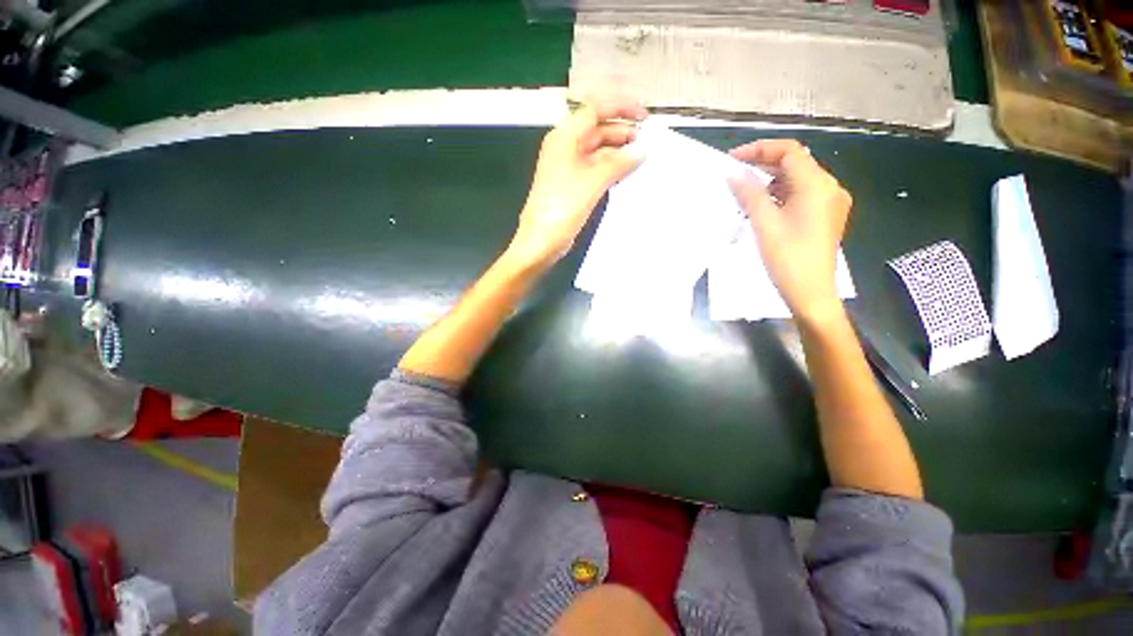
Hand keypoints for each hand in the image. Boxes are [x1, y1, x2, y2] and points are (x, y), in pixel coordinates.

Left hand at [506, 98, 646, 270]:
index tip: (644, 117)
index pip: (595, 110)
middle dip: (622, 132)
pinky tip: (628, 173)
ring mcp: (569, 168)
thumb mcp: (593, 181)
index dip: (620, 108)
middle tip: (648, 142)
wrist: (542, 240)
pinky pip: (595, 170)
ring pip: (598, 152)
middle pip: (597, 130)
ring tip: (643, 157)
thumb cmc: (563, 207)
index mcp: (564, 137)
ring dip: (619, 152)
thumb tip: (642, 149)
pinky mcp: (573, 186)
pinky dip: (611, 169)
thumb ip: (619, 163)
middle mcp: (565, 148)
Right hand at [728, 139, 851, 320]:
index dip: (760, 149)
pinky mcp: (826, 215)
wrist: (811, 293)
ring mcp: (830, 202)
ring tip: (745, 190)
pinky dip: (781, 193)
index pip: (789, 151)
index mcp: (817, 185)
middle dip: (764, 163)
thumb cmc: (787, 259)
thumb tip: (733, 174)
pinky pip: (802, 194)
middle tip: (735, 173)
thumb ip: (750, 194)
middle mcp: (829, 187)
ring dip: (771, 179)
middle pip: (796, 163)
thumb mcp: (765, 224)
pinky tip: (763, 205)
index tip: (733, 159)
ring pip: (798, 179)